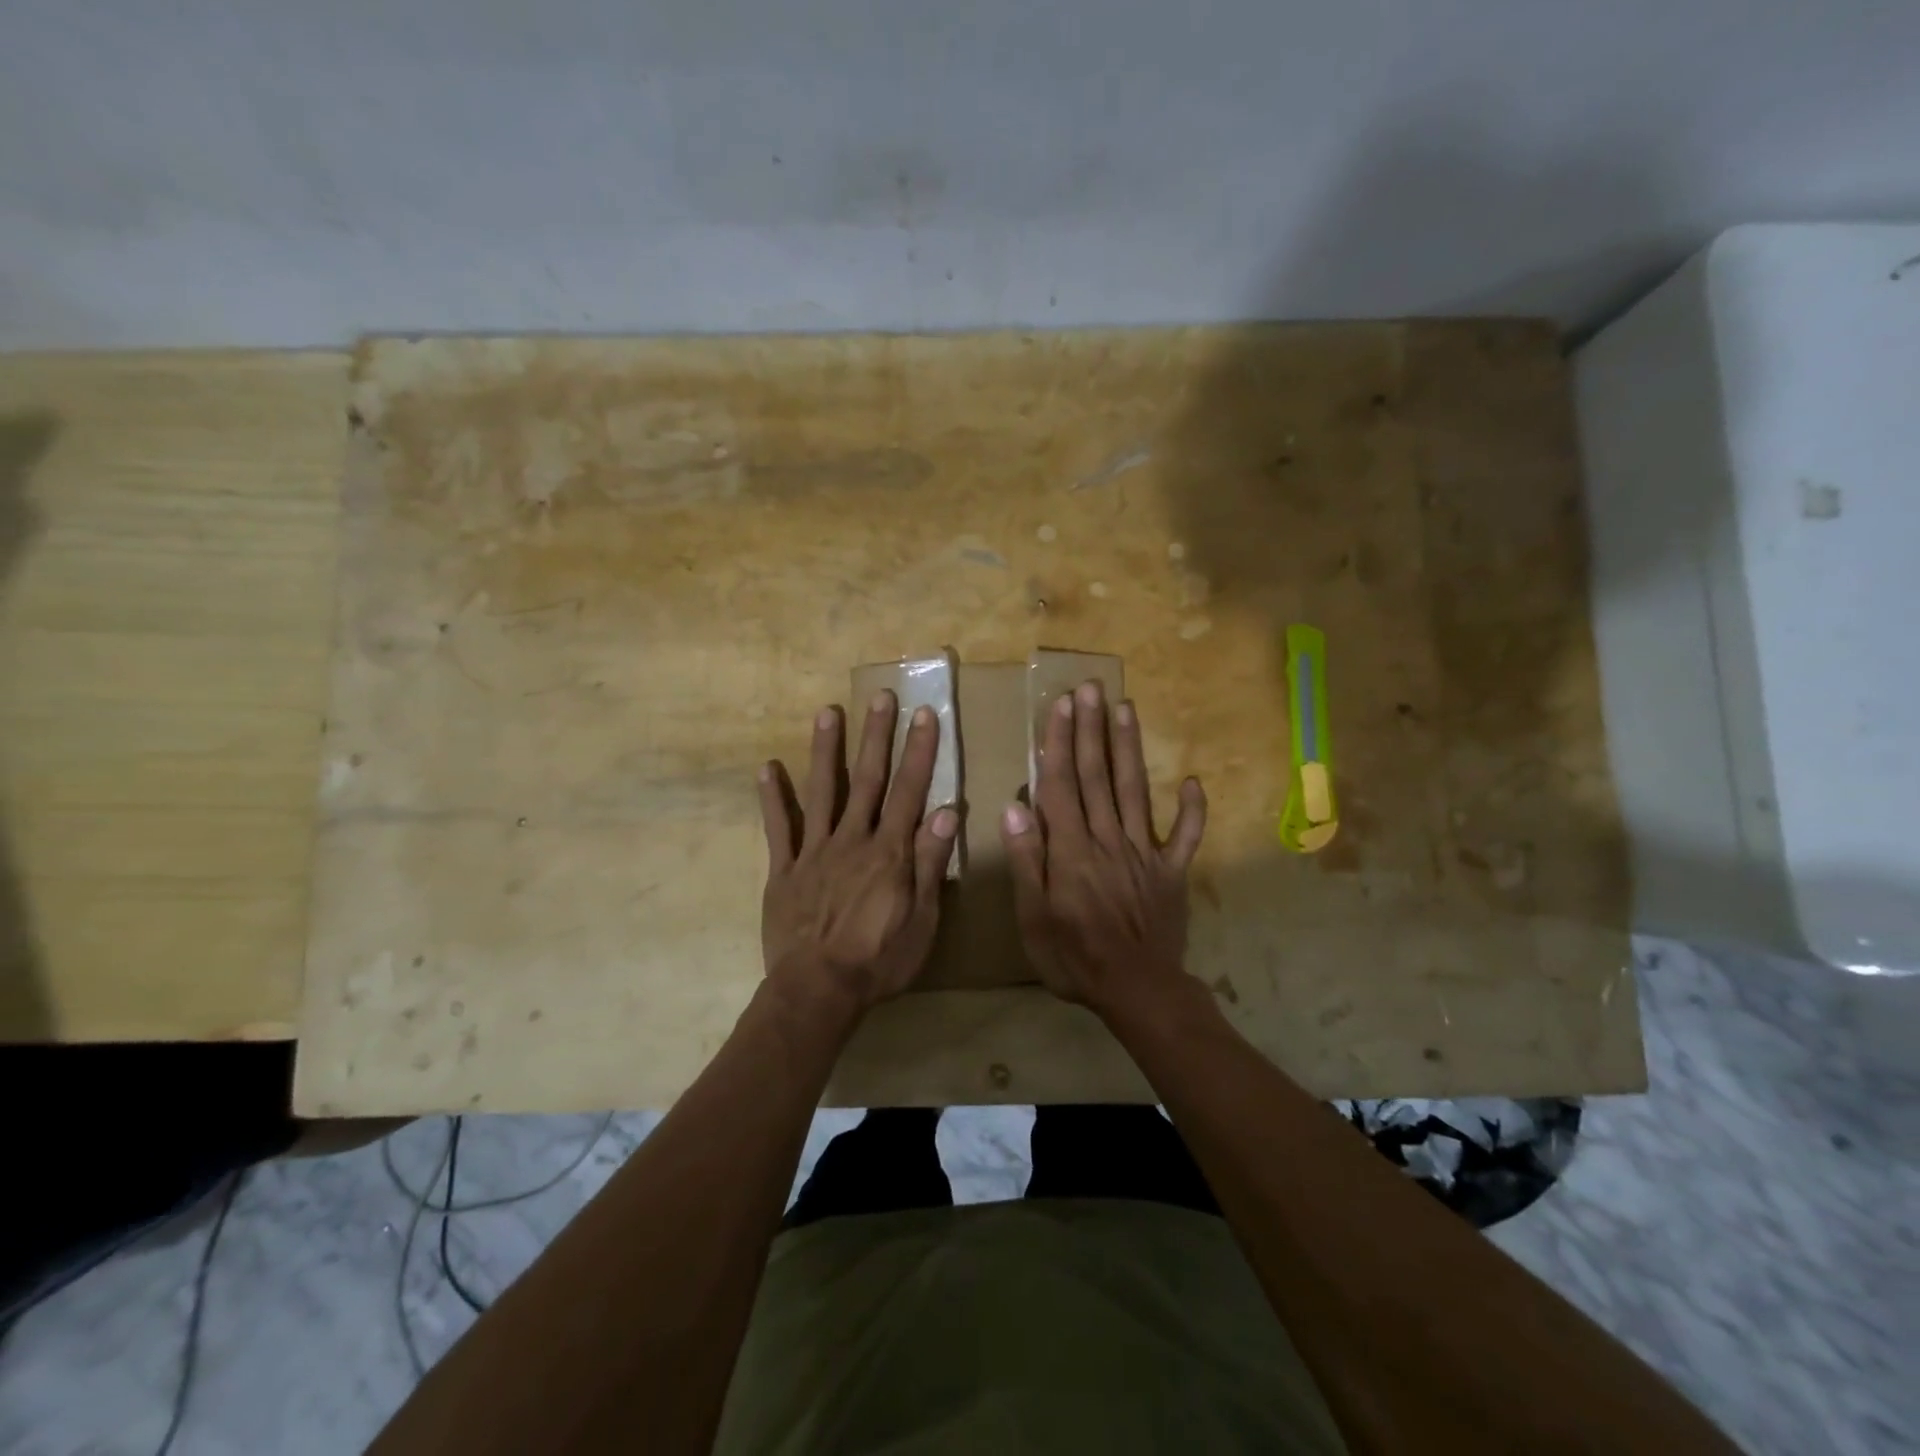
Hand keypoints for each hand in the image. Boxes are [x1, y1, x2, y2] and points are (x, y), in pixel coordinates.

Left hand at [758, 692, 958, 1014]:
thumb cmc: (879, 960)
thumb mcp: (922, 919)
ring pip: (822, 792)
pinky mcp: (784, 870)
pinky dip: (772, 798)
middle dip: (877, 736)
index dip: (918, 752)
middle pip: (868, 780)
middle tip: (881, 697)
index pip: (909, 791)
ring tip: (827, 712)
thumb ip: (930, 862)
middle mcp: (853, 840)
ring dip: (826, 751)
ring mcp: (814, 851)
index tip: (924, 715)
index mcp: (889, 852)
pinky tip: (767, 768)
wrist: (818, 991)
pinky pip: (778, 828)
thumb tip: (947, 810)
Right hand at [1000, 681, 1206, 1015]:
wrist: (1137, 991)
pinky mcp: (1172, 871)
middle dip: (1092, 730)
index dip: (1060, 743)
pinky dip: (1193, 809)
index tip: (1061, 706)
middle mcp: (1108, 839)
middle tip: (1091, 689)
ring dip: (1129, 748)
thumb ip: (1026, 860)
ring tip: (1126, 709)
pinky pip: (1186, 835)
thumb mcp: (1033, 917)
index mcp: (1071, 849)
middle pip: (1097, 776)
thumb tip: (1015, 807)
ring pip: (1135, 791)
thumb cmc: (1074, 957)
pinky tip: (1193, 781)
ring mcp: (1144, 852)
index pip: (1061, 784)